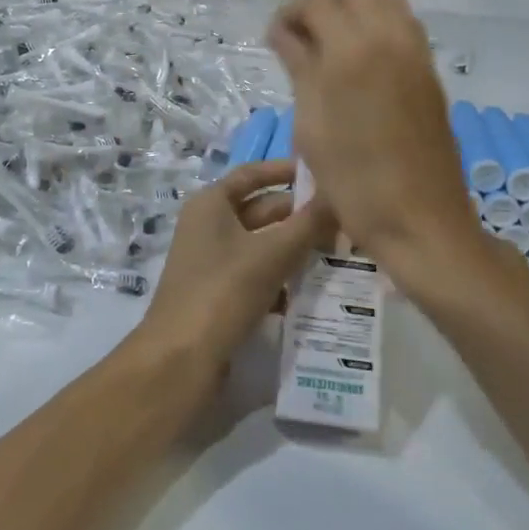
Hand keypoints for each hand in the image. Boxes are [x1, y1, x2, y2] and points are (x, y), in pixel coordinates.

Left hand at [132, 159, 333, 371]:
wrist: (181, 359)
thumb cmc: (223, 291)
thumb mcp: (271, 254)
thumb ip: (308, 225)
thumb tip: (340, 197)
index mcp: (211, 205)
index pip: (252, 174)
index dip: (286, 171)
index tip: (325, 172)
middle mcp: (209, 227)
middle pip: (262, 211)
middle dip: (301, 216)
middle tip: (347, 221)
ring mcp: (213, 262)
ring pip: (263, 245)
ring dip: (297, 249)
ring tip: (342, 253)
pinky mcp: (221, 295)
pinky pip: (259, 276)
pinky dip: (284, 278)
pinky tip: (315, 289)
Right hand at [267, 0, 516, 297]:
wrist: (419, 219)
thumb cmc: (352, 180)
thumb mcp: (311, 124)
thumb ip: (299, 68)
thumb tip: (283, 33)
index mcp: (352, 50)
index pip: (317, 3)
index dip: (290, 15)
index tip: (275, 40)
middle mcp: (390, 37)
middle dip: (324, 4)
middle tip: (302, 39)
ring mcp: (417, 52)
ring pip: (385, 0)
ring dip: (355, 10)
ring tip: (330, 46)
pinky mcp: (430, 71)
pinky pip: (404, 25)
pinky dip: (378, 25)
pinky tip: (359, 62)